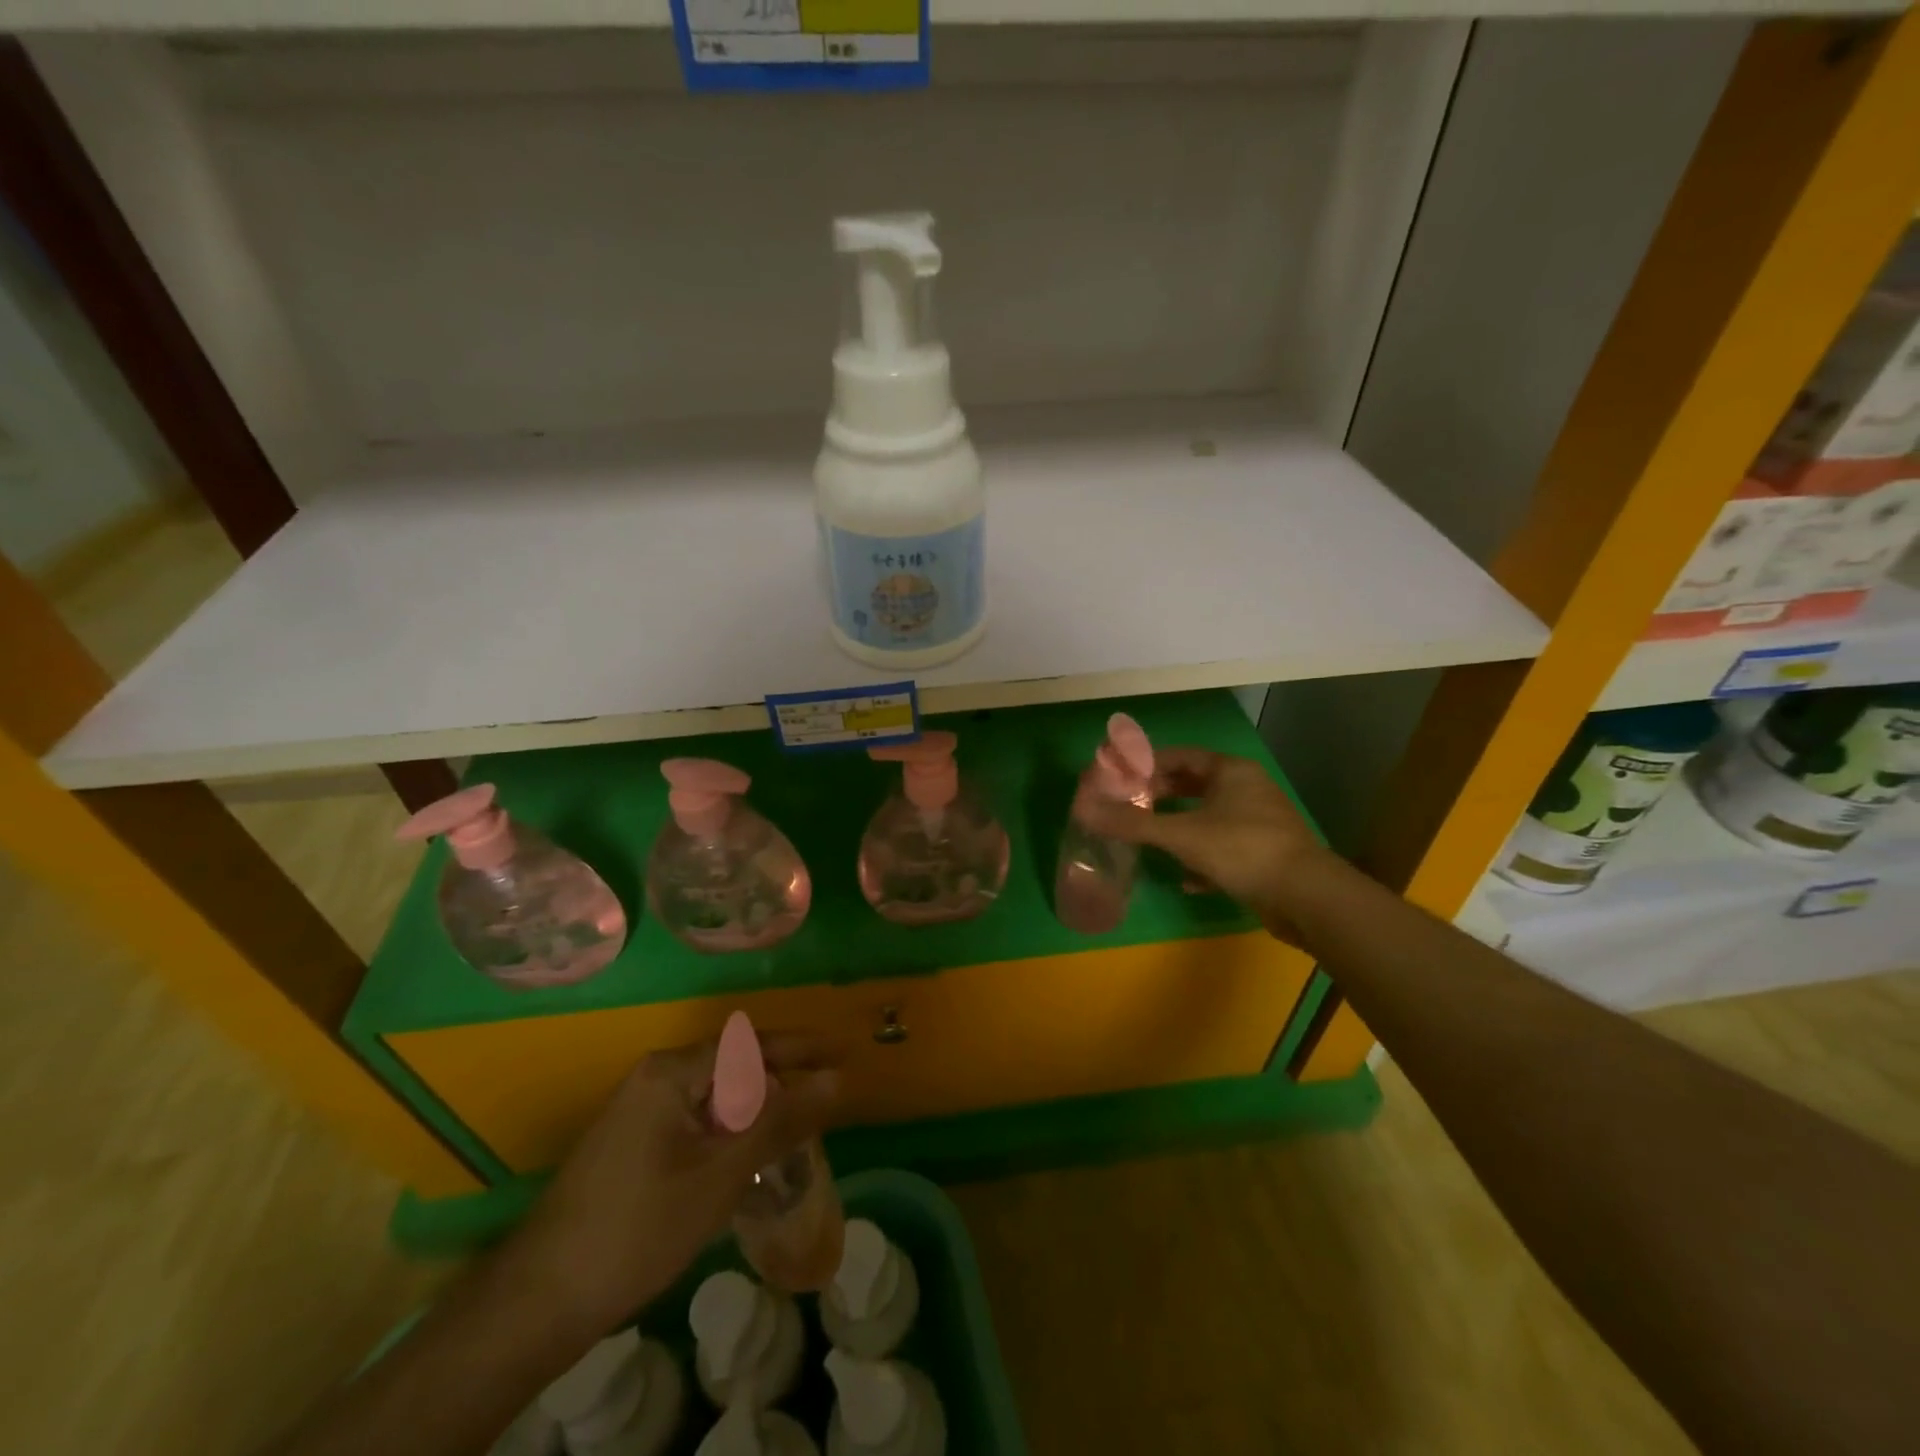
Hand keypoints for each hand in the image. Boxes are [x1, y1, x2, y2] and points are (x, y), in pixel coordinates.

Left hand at [506, 1029, 841, 1334]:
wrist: (538, 1301)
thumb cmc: (638, 1228)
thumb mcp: (721, 1174)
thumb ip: (780, 1121)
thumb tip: (835, 1081)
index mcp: (673, 1071)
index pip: (752, 1045)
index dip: (803, 1048)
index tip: (845, 1053)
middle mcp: (655, 1078)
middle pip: (735, 1068)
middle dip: (781, 1085)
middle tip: (824, 1104)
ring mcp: (640, 1111)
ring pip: (716, 1099)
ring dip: (756, 1114)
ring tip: (796, 1136)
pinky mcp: (633, 1144)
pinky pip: (696, 1122)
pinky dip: (729, 1136)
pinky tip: (748, 1164)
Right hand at [1077, 746, 1337, 940]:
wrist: (1307, 897)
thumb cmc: (1242, 850)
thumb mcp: (1180, 835)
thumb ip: (1131, 823)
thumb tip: (1083, 809)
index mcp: (1230, 771)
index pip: (1180, 756)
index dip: (1147, 764)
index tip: (1120, 778)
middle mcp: (1247, 789)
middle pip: (1194, 786)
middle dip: (1161, 798)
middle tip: (1130, 808)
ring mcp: (1259, 822)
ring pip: (1208, 818)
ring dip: (1179, 829)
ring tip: (1150, 841)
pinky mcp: (1266, 855)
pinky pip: (1223, 849)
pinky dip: (1202, 860)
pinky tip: (1186, 880)